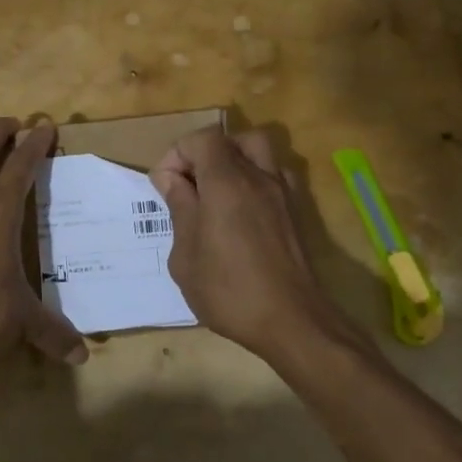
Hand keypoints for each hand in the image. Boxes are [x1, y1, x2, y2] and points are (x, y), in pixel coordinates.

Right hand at [149, 127, 336, 358]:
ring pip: (258, 152)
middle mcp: (258, 177)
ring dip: (233, 162)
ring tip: (216, 193)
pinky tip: (242, 212)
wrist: (292, 322)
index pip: (201, 139)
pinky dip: (254, 180)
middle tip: (190, 186)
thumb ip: (179, 208)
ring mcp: (282, 193)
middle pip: (230, 140)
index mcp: (226, 182)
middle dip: (204, 154)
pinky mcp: (295, 213)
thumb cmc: (229, 290)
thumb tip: (171, 180)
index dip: (177, 155)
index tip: (166, 188)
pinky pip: (274, 176)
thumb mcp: (186, 255)